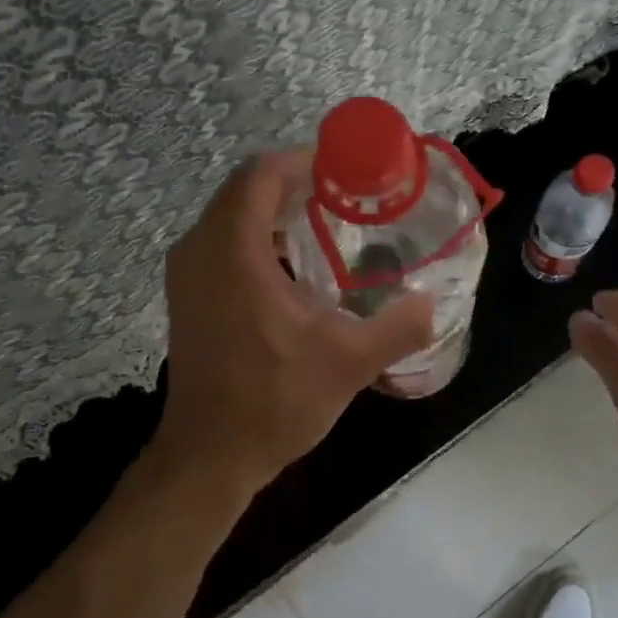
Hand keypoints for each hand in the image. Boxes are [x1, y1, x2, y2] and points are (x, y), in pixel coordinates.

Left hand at [154, 151, 435, 496]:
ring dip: (276, 211)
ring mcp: (187, 273)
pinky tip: (297, 268)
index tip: (348, 172)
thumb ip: (398, 327)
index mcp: (234, 252)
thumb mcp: (349, 363)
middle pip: (246, 188)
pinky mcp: (187, 295)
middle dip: (296, 184)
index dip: (305, 161)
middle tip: (347, 199)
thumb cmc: (274, 401)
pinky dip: (259, 236)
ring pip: (233, 214)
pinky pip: (224, 241)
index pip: (262, 174)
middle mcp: (200, 250)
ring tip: (328, 227)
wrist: (210, 456)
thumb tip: (430, 303)